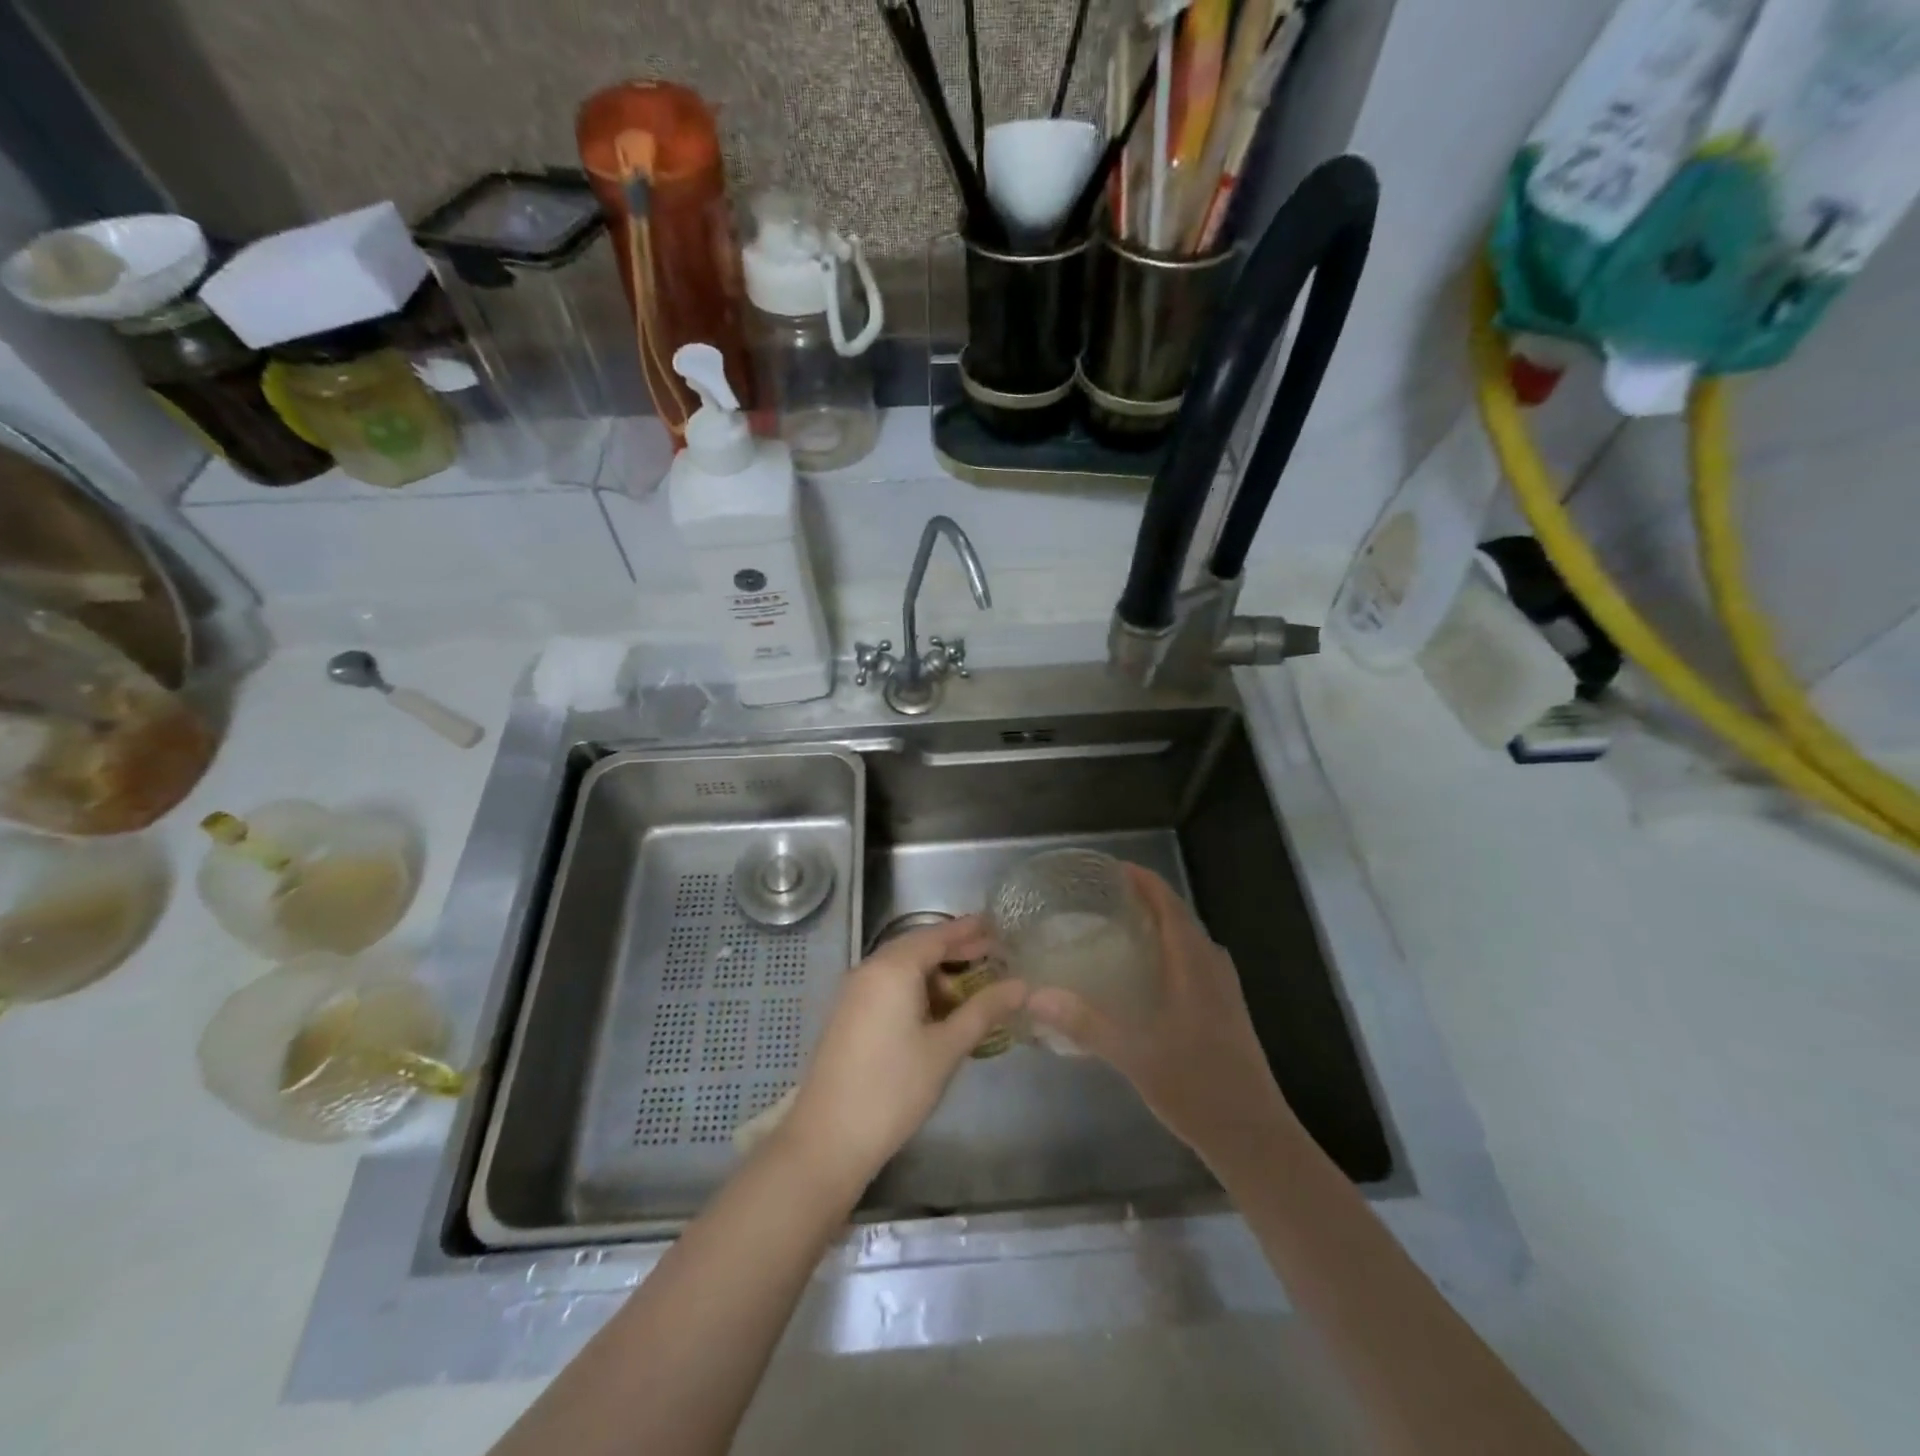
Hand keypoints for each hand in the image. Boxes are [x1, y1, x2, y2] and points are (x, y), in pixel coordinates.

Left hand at [778, 916, 1026, 1186]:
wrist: (828, 1138)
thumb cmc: (894, 1088)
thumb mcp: (946, 1048)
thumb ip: (984, 1010)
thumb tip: (1021, 985)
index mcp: (893, 968)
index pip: (938, 935)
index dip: (969, 931)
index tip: (997, 927)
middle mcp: (870, 969)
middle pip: (918, 947)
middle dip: (954, 950)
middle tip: (992, 956)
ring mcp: (854, 992)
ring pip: (901, 968)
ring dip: (935, 973)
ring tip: (969, 992)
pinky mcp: (848, 1014)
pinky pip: (887, 986)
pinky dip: (915, 989)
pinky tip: (935, 1013)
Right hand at [1026, 866, 1292, 1168]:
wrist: (1254, 1136)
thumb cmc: (1196, 1086)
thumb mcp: (1133, 1054)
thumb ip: (1084, 1022)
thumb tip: (1034, 997)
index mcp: (1193, 963)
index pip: (1168, 904)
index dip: (1143, 880)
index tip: (1111, 868)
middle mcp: (1212, 966)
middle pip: (1179, 917)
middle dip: (1146, 899)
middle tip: (1104, 897)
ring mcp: (1224, 989)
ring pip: (1189, 940)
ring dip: (1159, 924)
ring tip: (1121, 926)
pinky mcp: (1226, 1010)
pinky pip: (1195, 961)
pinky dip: (1169, 950)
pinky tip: (1146, 974)